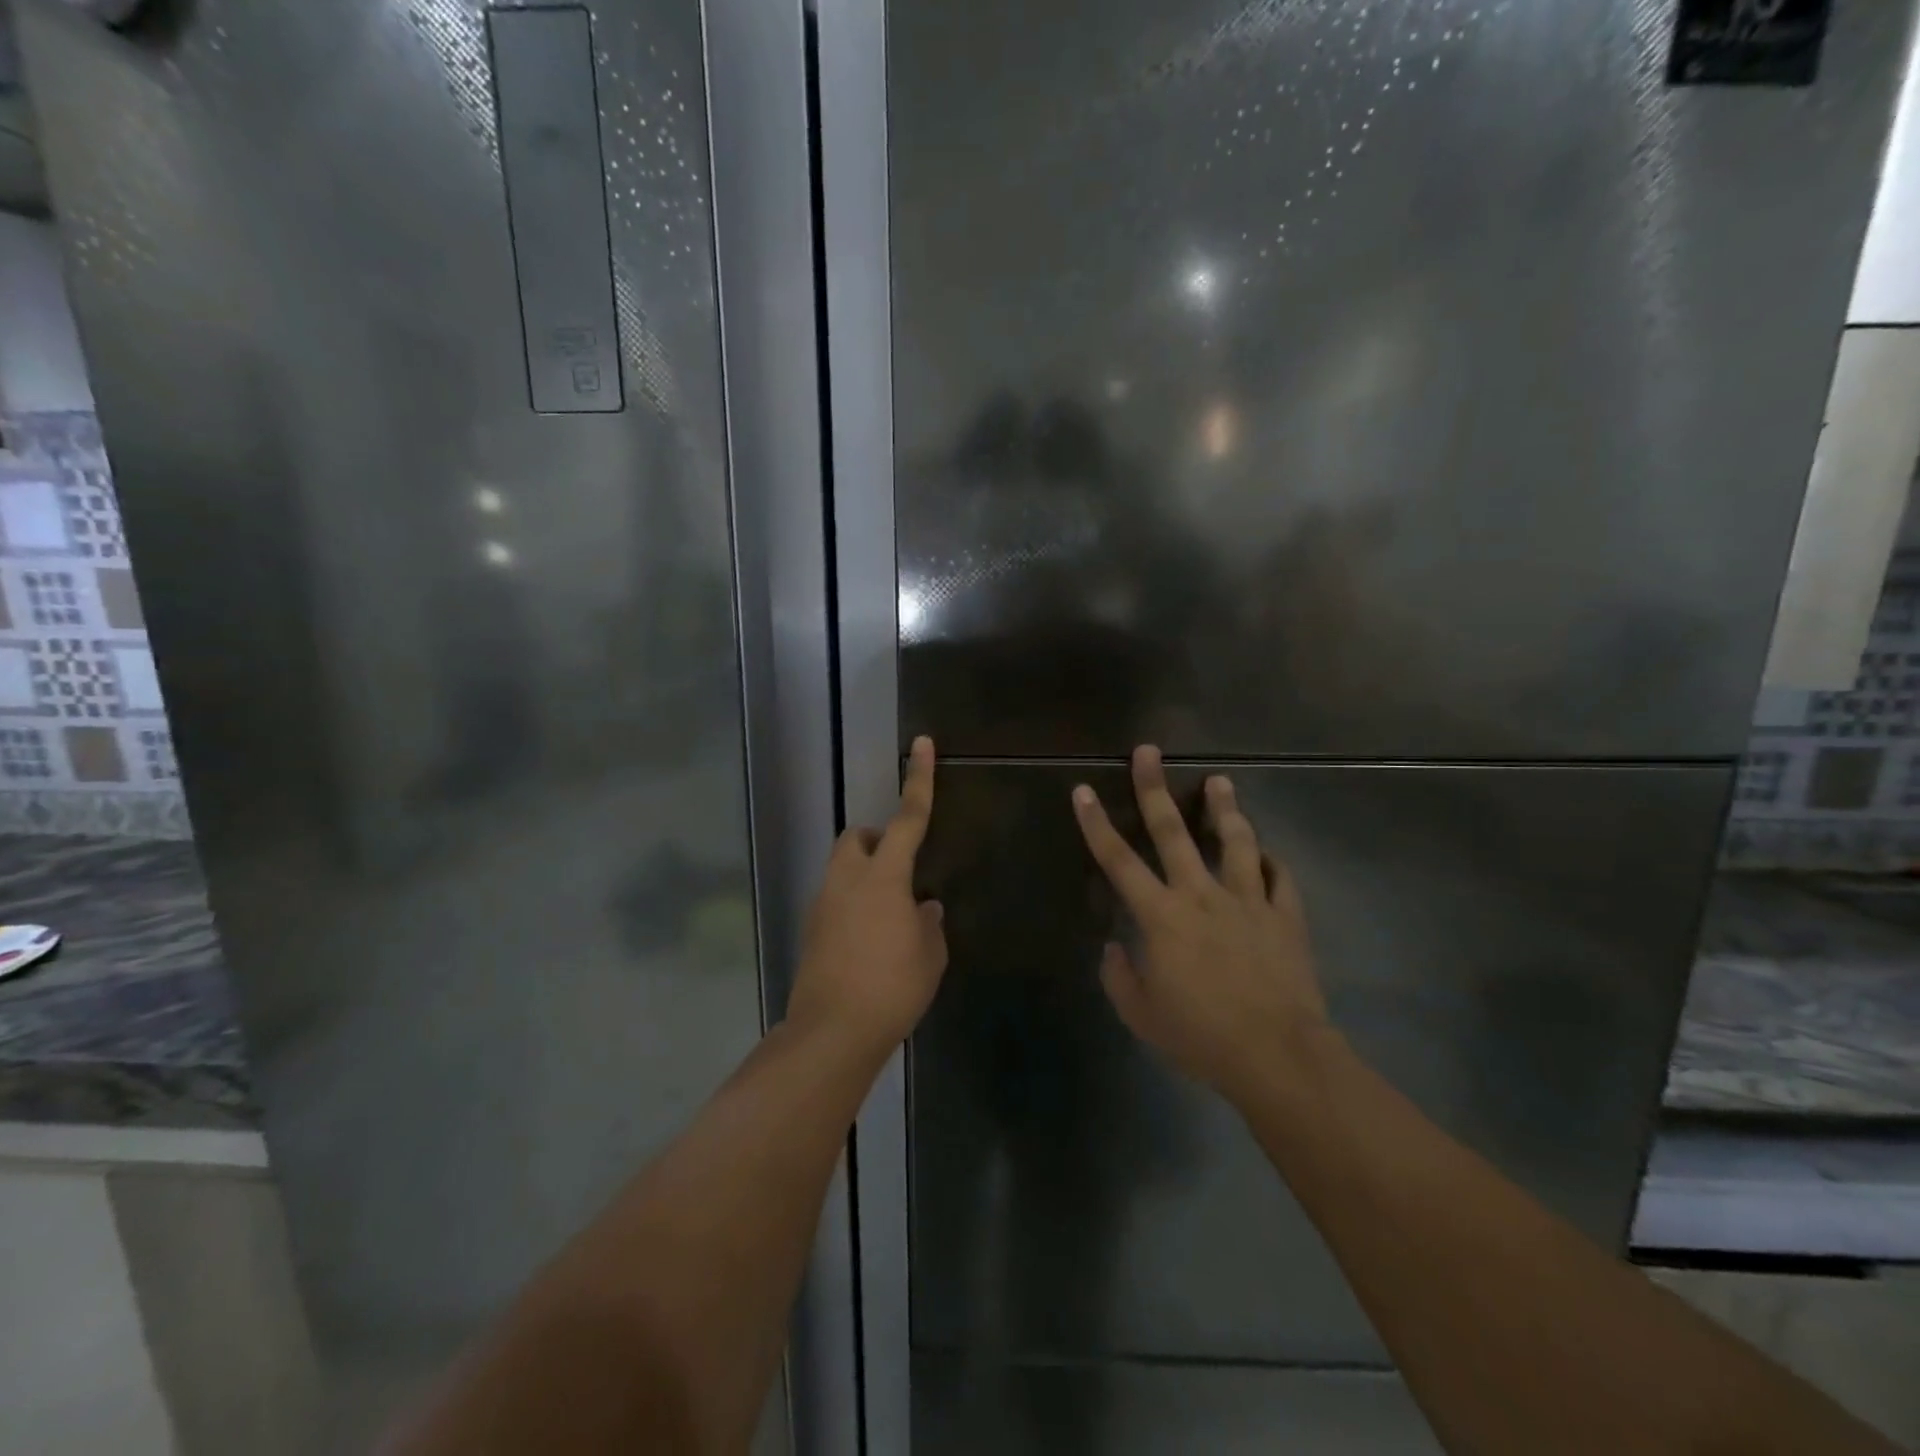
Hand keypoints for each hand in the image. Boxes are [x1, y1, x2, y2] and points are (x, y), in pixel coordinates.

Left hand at [789, 736, 947, 1056]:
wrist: (832, 1032)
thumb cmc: (892, 987)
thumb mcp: (929, 955)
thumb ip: (928, 923)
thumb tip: (923, 908)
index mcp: (884, 876)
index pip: (908, 818)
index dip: (919, 780)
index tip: (921, 744)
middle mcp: (847, 880)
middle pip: (854, 838)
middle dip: (874, 839)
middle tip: (898, 869)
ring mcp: (823, 904)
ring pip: (841, 870)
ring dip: (863, 876)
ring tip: (888, 916)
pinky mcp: (810, 931)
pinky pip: (834, 901)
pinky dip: (852, 906)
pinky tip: (869, 943)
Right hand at [1072, 745, 1330, 1101]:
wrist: (1277, 1056)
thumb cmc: (1201, 1036)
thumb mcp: (1142, 1016)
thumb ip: (1119, 978)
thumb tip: (1113, 948)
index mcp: (1161, 916)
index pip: (1118, 860)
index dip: (1095, 823)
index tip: (1082, 790)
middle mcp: (1201, 895)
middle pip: (1173, 831)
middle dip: (1155, 788)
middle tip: (1149, 751)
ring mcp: (1248, 901)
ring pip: (1235, 841)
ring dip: (1225, 809)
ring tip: (1221, 781)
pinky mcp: (1285, 916)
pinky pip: (1281, 879)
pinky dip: (1273, 862)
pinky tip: (1268, 852)